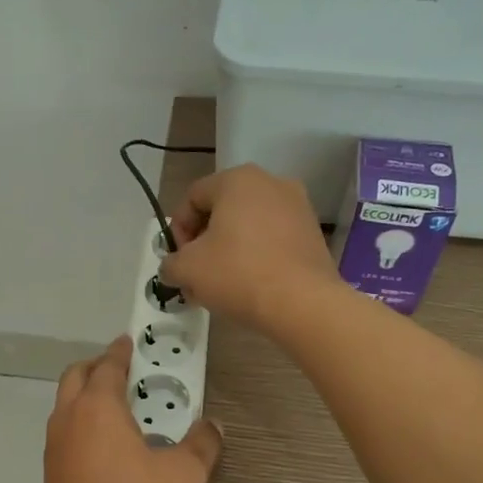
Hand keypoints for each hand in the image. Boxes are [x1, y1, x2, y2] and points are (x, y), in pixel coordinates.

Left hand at [41, 335, 220, 482]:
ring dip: (85, 397)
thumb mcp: (183, 475)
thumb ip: (202, 445)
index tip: (129, 343)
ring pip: (65, 406)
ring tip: (117, 410)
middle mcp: (69, 419)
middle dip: (96, 368)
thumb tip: (214, 426)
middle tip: (122, 372)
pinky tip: (105, 448)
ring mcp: (54, 448)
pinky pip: (64, 434)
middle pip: (76, 377)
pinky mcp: (50, 474)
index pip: (107, 365)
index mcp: (98, 407)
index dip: (121, 352)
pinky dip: (80, 426)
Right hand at [158, 165, 338, 331]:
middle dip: (203, 243)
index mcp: (237, 179)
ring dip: (228, 251)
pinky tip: (249, 285)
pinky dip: (255, 256)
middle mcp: (270, 182)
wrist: (303, 303)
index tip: (179, 261)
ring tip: (221, 285)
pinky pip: (272, 239)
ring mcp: (297, 206)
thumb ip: (170, 263)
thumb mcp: (187, 269)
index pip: (192, 198)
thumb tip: (173, 267)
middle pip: (221, 211)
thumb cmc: (238, 274)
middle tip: (196, 275)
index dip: (177, 230)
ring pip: (247, 226)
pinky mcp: (312, 233)